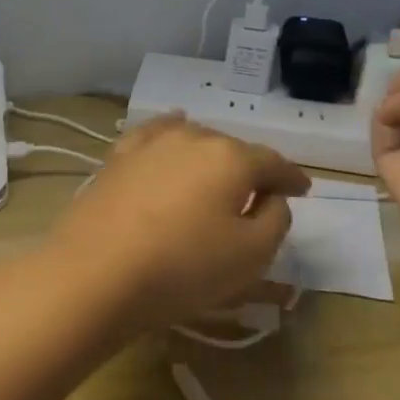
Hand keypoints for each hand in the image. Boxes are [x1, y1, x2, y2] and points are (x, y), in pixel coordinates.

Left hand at [45, 115, 309, 333]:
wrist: (96, 271)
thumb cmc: (183, 267)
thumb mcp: (251, 256)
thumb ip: (274, 220)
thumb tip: (271, 197)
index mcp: (232, 158)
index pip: (273, 163)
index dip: (292, 178)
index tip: (303, 190)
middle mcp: (192, 138)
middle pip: (232, 149)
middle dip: (249, 168)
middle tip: (258, 192)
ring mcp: (150, 144)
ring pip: (194, 139)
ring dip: (211, 155)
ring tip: (218, 172)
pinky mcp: (118, 157)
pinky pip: (153, 135)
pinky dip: (170, 131)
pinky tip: (173, 127)